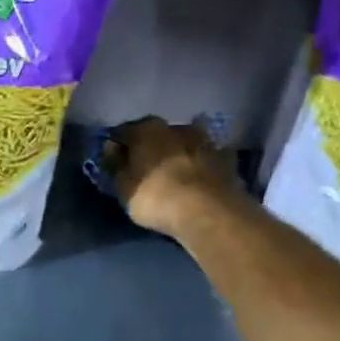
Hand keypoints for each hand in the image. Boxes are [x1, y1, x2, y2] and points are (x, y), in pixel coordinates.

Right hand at [104, 116, 244, 240]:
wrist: (209, 212)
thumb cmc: (155, 197)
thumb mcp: (123, 186)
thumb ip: (116, 165)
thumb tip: (112, 149)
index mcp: (147, 129)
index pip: (124, 132)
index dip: (118, 146)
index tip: (113, 160)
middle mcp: (177, 127)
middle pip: (158, 135)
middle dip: (150, 148)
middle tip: (144, 168)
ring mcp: (206, 141)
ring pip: (184, 145)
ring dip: (177, 155)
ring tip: (171, 175)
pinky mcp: (227, 160)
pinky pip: (206, 160)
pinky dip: (200, 167)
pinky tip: (196, 180)